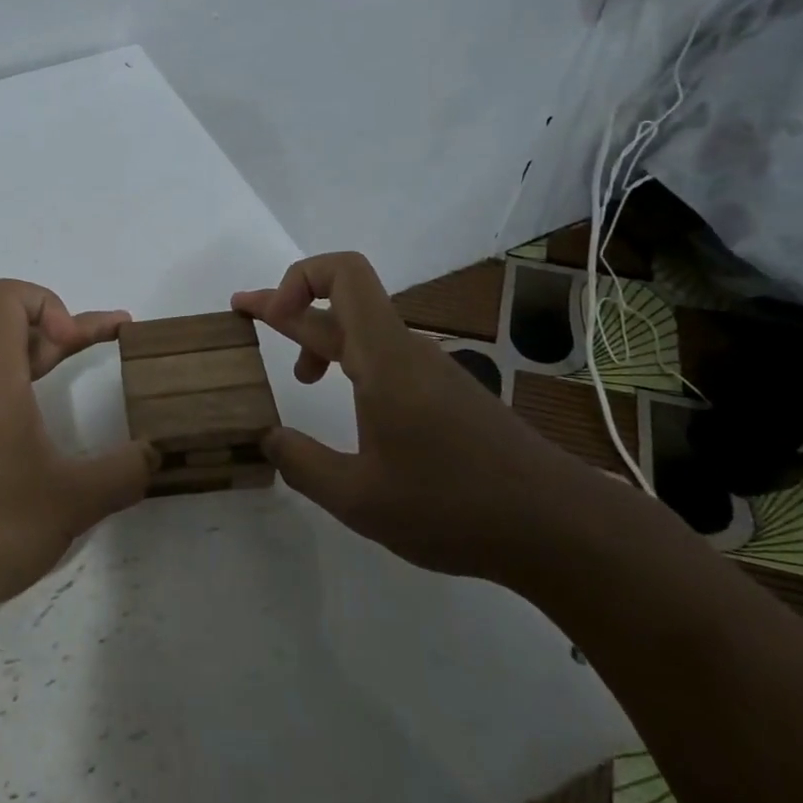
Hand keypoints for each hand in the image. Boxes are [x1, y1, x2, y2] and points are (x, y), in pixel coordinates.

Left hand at [0, 279, 153, 629]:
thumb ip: (124, 472)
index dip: (49, 301)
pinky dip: (27, 393)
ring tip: (90, 373)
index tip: (76, 342)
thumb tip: (159, 453)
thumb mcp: (73, 500)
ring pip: (3, 364)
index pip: (6, 296)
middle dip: (69, 328)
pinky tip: (49, 433)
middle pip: (14, 328)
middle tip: (119, 337)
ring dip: (47, 359)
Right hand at [233, 252, 582, 578]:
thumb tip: (269, 438)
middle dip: (288, 305)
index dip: (298, 279)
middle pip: (342, 302)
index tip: (269, 318)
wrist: (558, 527)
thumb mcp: (358, 498)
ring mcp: (430, 372)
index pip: (343, 275)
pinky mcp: (447, 395)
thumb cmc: (453, 506)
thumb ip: (302, 464)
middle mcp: (406, 351)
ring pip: (364, 333)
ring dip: (322, 340)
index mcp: (384, 357)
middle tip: (244, 313)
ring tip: (297, 376)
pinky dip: (351, 365)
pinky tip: (349, 407)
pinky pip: (386, 359)